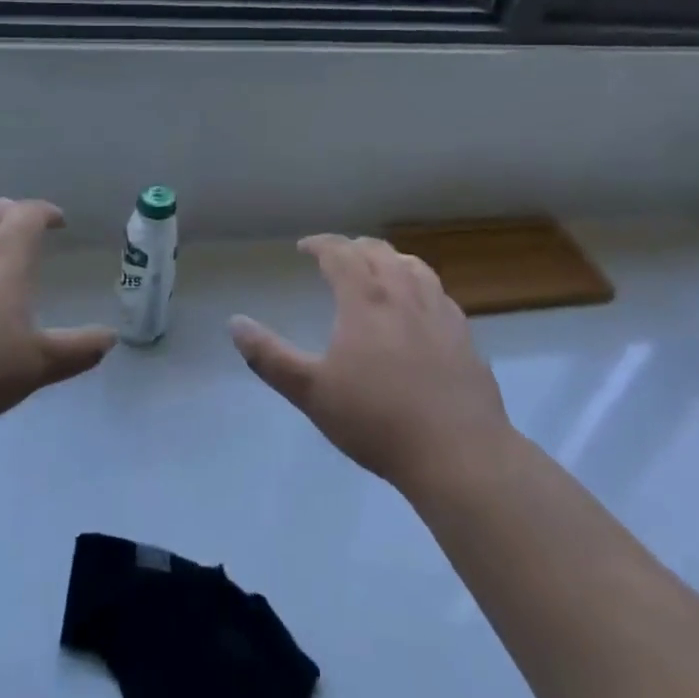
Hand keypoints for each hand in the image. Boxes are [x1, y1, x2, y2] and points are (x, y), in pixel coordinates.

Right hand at [230, 235, 512, 497]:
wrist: (458, 453)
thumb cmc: (377, 420)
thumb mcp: (311, 392)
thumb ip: (270, 356)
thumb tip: (235, 323)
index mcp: (365, 299)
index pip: (339, 253)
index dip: (320, 244)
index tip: (304, 247)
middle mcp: (403, 293)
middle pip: (377, 252)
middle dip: (352, 247)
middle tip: (336, 257)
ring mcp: (439, 311)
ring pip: (412, 265)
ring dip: (388, 258)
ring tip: (378, 269)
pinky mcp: (464, 334)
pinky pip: (438, 291)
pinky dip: (419, 283)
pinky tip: (418, 304)